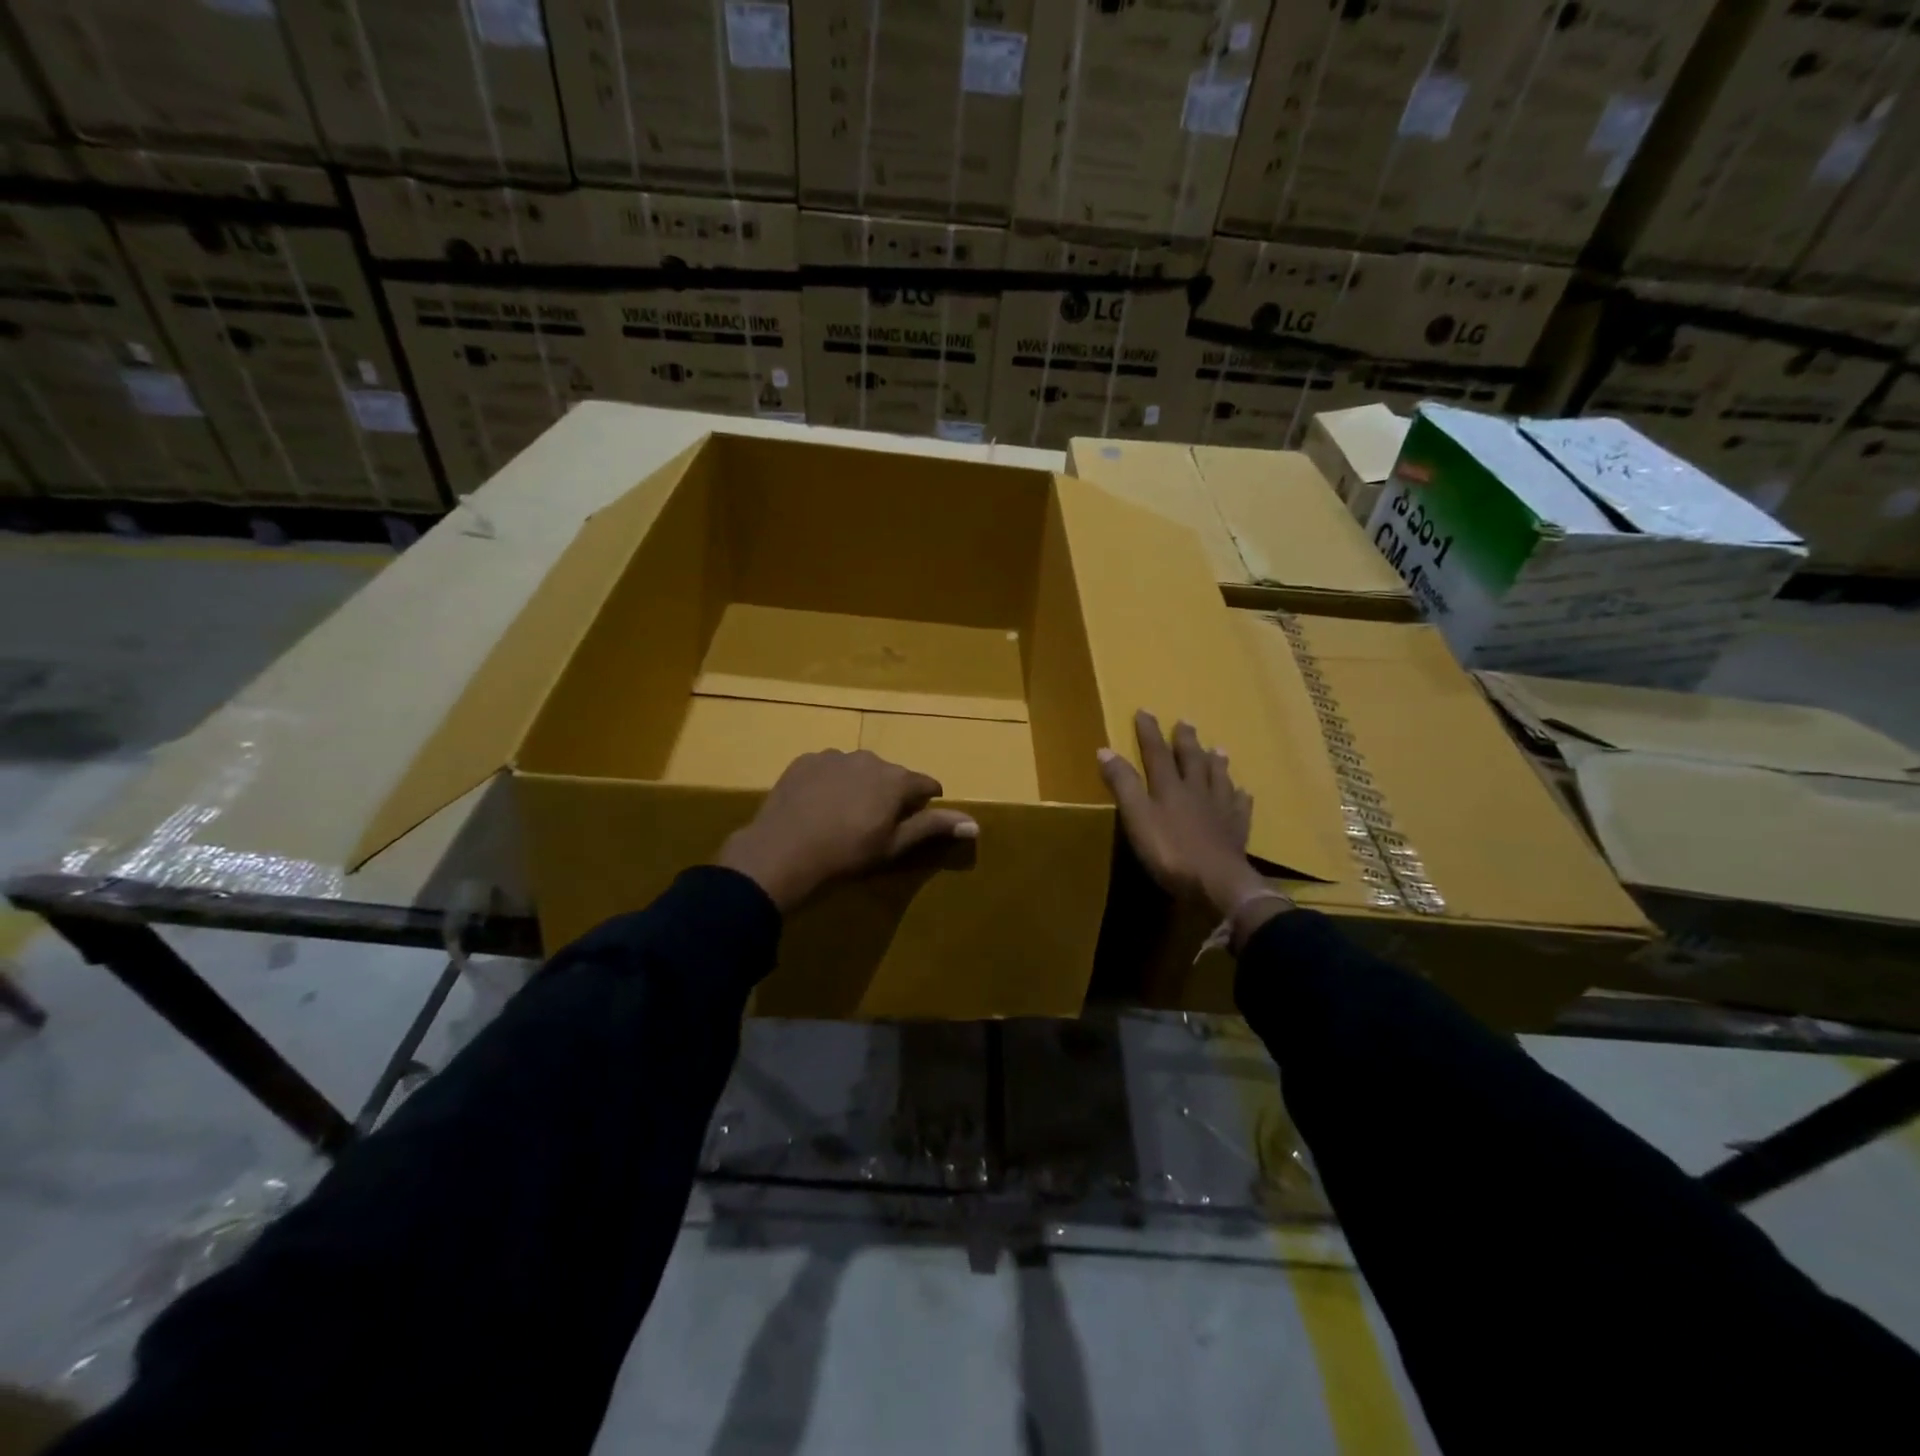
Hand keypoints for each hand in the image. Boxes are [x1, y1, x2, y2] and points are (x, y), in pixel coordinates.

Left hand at [717, 750, 978, 911]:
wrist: (782, 854)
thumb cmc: (846, 855)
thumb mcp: (894, 846)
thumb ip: (932, 827)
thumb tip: (975, 823)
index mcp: (895, 779)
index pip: (924, 784)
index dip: (925, 801)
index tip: (917, 819)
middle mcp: (869, 759)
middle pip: (891, 775)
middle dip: (890, 794)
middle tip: (876, 824)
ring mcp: (833, 756)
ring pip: (858, 769)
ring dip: (859, 786)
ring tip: (844, 816)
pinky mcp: (805, 761)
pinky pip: (828, 768)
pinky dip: (830, 782)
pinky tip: (818, 807)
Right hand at [1098, 711, 1267, 916]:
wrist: (1218, 884)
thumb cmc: (1170, 851)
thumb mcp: (1136, 818)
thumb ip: (1123, 785)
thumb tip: (1105, 750)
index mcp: (1170, 788)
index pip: (1156, 754)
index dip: (1149, 733)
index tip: (1145, 711)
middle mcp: (1197, 792)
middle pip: (1192, 760)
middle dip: (1186, 741)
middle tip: (1186, 721)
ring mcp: (1220, 811)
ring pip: (1219, 779)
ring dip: (1216, 762)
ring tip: (1218, 748)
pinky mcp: (1236, 832)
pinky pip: (1239, 808)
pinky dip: (1240, 797)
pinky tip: (1243, 792)